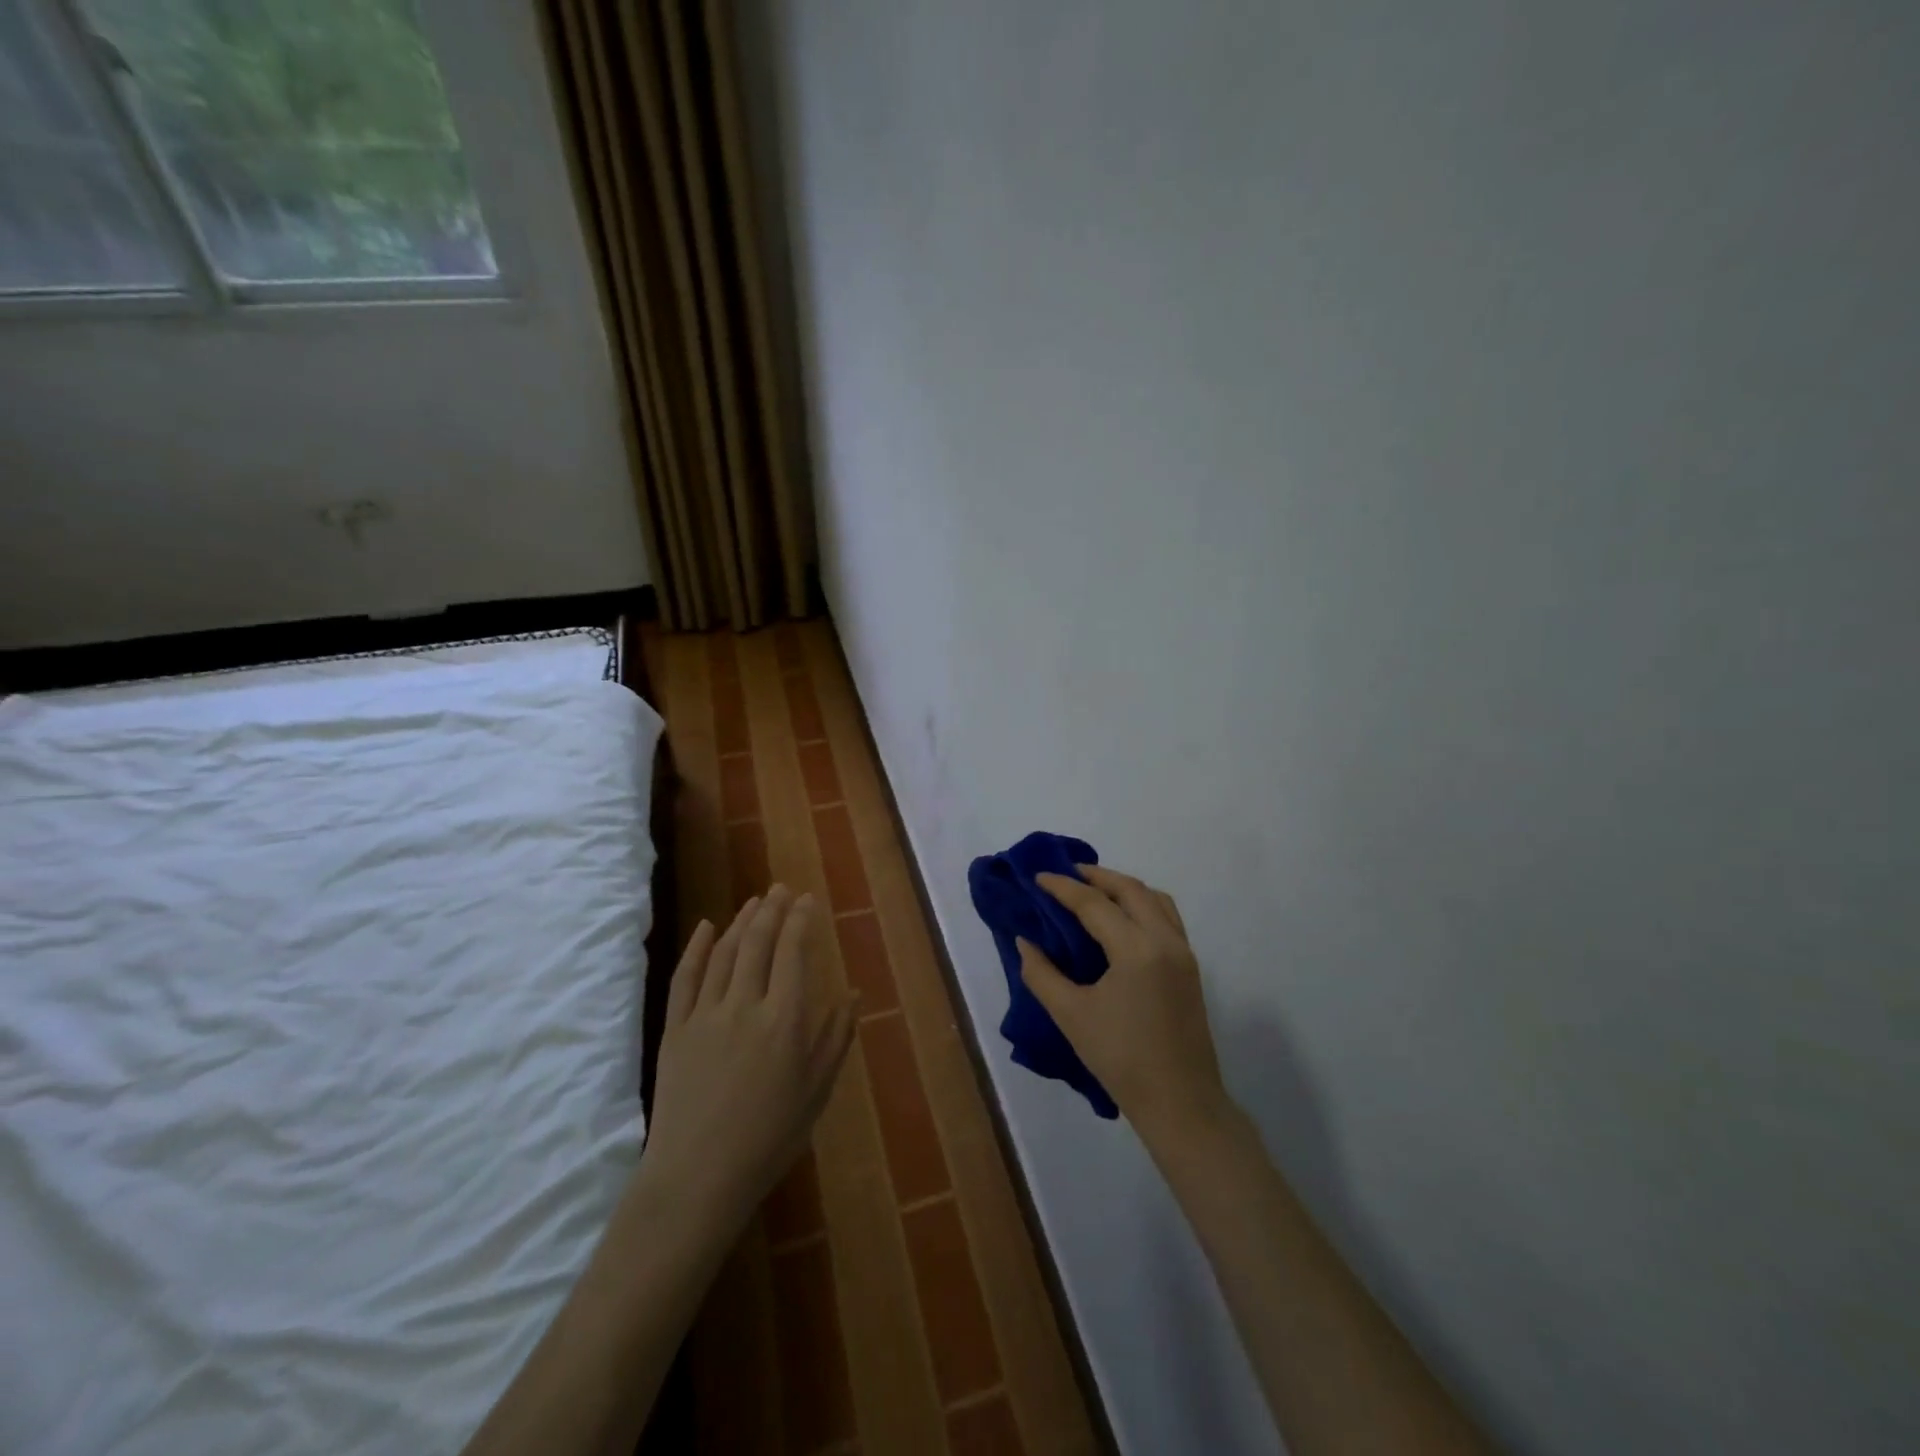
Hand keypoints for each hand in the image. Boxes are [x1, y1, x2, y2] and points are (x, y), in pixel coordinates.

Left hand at [642, 886, 857, 1224]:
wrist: (698, 1177)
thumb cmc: (770, 1137)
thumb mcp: (817, 1090)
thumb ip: (836, 1038)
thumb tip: (853, 994)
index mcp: (785, 1018)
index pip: (793, 952)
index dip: (800, 920)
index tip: (806, 899)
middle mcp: (745, 1004)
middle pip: (758, 943)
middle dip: (772, 910)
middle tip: (781, 889)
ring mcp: (705, 1014)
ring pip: (724, 953)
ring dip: (740, 921)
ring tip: (753, 902)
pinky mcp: (675, 1029)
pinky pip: (685, 978)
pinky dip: (696, 948)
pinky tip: (706, 927)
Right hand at [1021, 865, 1228, 1141]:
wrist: (1180, 1103)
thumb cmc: (1120, 1059)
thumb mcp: (1071, 1016)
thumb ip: (1042, 974)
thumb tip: (1025, 942)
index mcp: (1136, 949)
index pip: (1094, 904)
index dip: (1063, 888)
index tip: (1037, 877)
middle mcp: (1164, 940)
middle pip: (1130, 889)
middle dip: (1096, 876)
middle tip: (1066, 874)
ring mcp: (1183, 952)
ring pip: (1154, 898)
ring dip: (1123, 887)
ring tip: (1094, 890)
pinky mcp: (1190, 967)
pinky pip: (1166, 917)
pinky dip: (1142, 904)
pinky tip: (1122, 918)